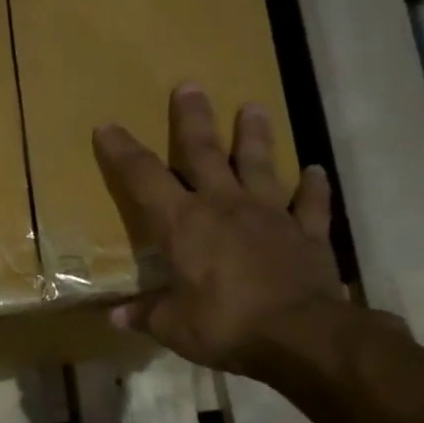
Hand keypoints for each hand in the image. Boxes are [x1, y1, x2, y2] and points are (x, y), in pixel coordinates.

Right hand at [93, 83, 343, 373]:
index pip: (144, 178)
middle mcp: (225, 206)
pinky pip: (312, 203)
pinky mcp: (309, 233)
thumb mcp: (173, 326)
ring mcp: (271, 215)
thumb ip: (146, 315)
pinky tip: (315, 170)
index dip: (123, 151)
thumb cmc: (225, 325)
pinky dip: (314, 187)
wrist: (301, 336)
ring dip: (254, 136)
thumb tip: (116, 318)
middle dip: (192, 119)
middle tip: (190, 86)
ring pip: (260, 165)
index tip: (107, 127)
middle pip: (204, 153)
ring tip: (253, 107)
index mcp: (183, 224)